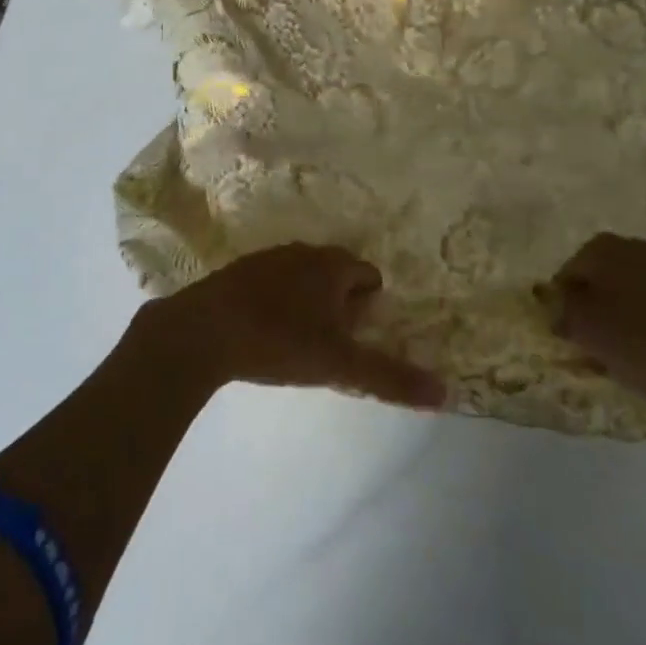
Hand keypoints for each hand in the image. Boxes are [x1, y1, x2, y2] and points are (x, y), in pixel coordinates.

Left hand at [137, 245, 445, 408]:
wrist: (201, 332)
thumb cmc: (278, 340)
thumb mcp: (339, 364)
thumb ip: (390, 377)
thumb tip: (444, 392)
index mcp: (332, 265)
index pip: (368, 275)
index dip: (370, 305)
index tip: (359, 335)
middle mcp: (303, 252)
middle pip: (336, 273)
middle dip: (341, 302)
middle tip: (333, 341)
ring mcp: (267, 258)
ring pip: (302, 276)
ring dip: (308, 301)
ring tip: (299, 339)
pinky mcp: (236, 272)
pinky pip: (271, 283)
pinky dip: (277, 301)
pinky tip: (264, 331)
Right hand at [541, 234, 645, 427]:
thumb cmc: (641, 338)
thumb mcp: (584, 326)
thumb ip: (560, 310)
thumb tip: (556, 305)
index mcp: (602, 248)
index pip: (566, 276)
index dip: (562, 308)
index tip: (568, 338)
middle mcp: (634, 249)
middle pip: (600, 285)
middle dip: (594, 315)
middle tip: (594, 350)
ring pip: (630, 301)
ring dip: (623, 327)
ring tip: (627, 363)